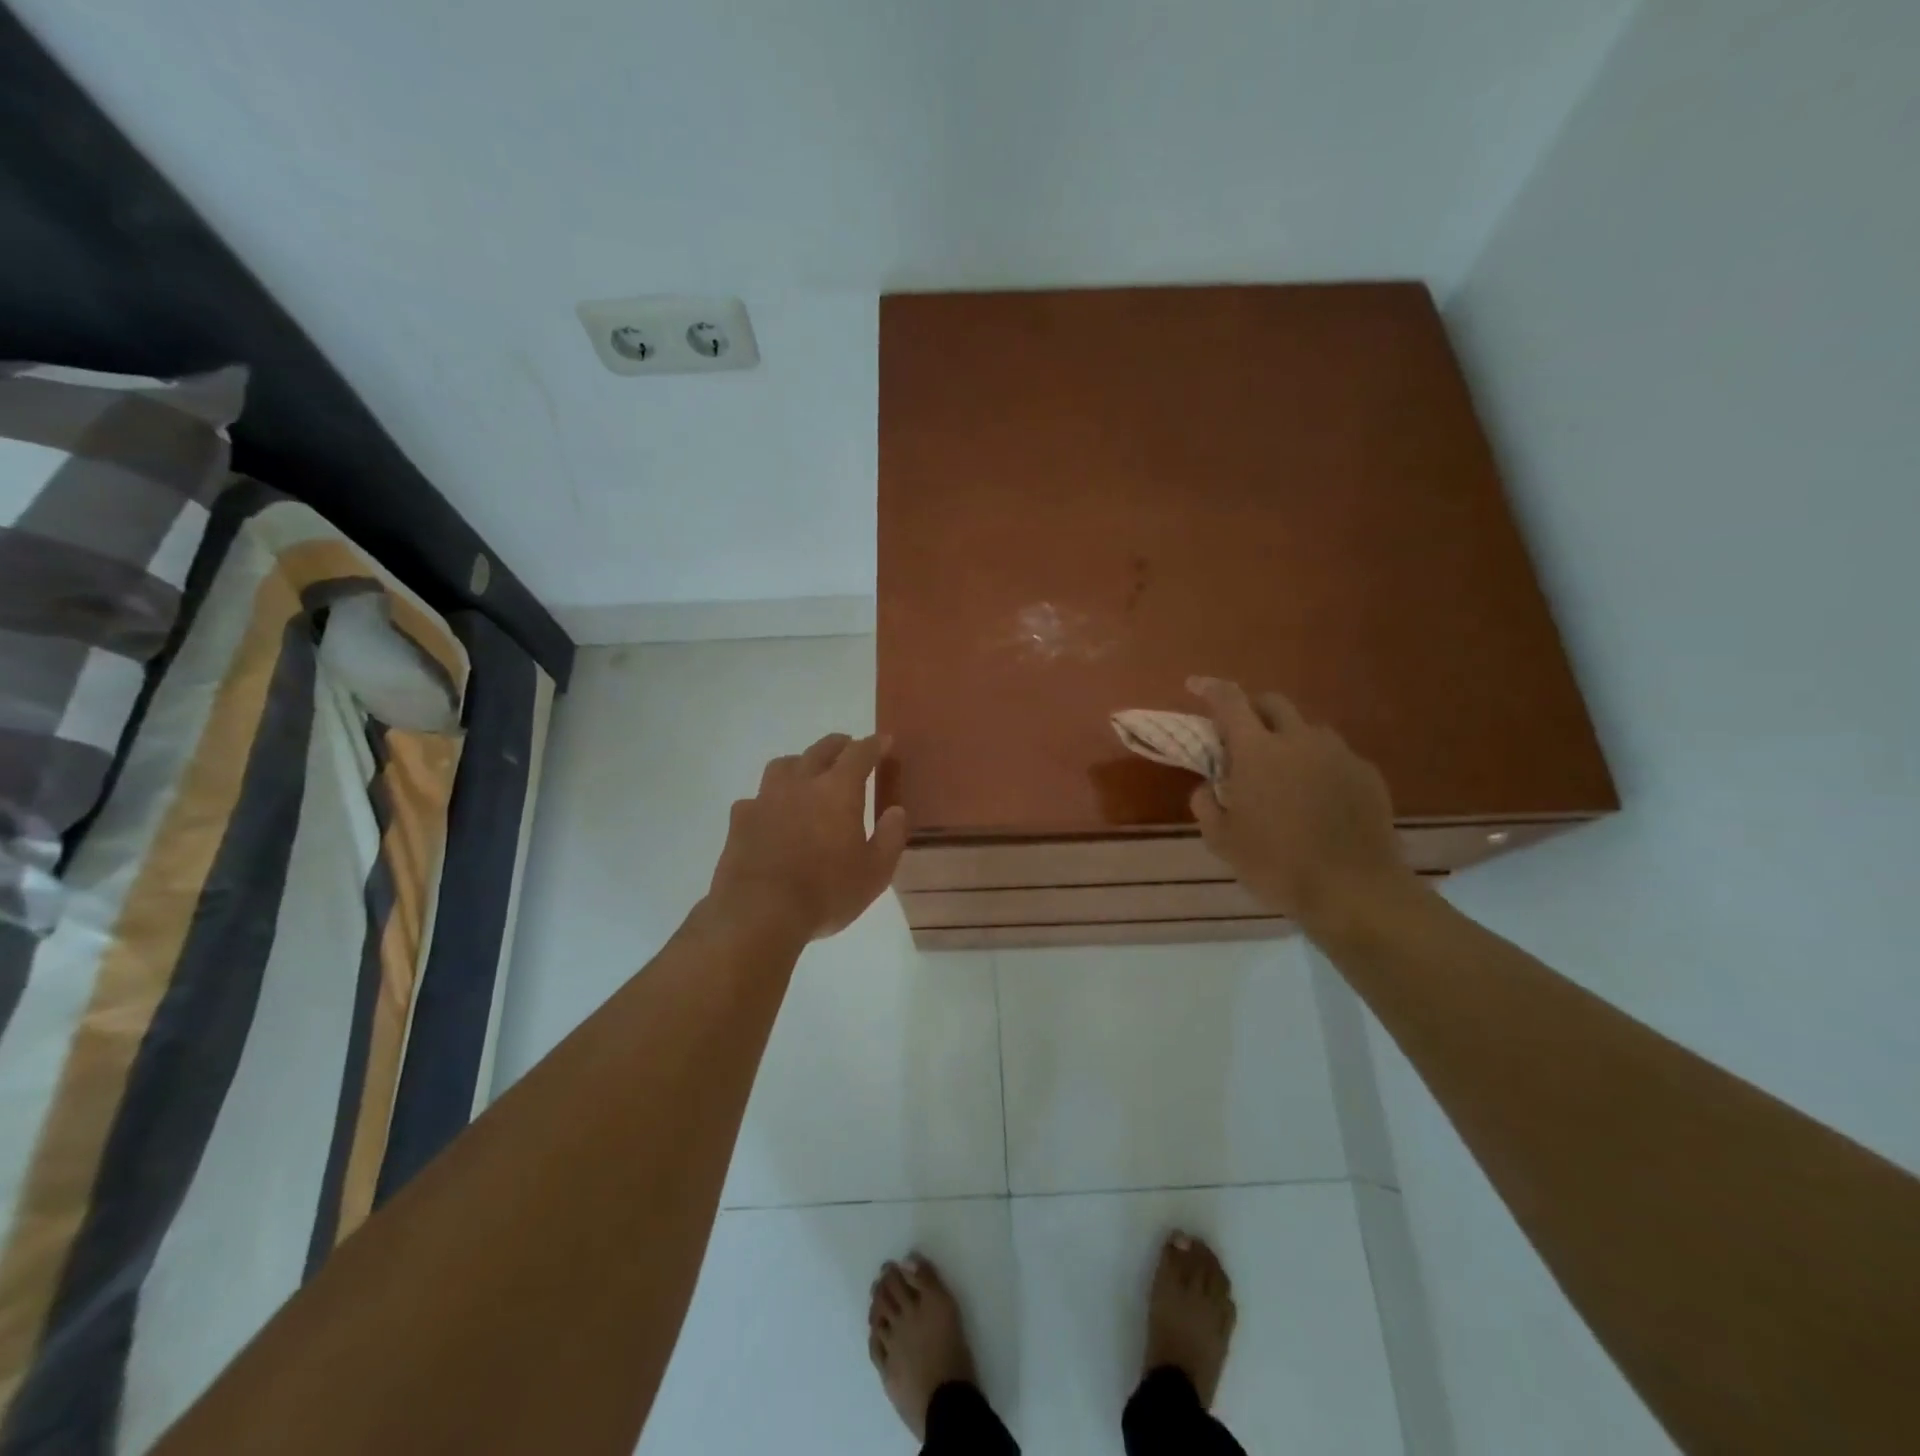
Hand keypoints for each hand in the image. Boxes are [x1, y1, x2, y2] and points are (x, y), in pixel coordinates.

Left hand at [708, 732, 907, 943]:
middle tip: (850, 747)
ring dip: (801, 762)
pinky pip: (757, 797)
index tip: (885, 741)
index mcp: (838, 790)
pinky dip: (770, 798)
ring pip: (784, 765)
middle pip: (821, 750)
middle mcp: (801, 783)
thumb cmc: (825, 893)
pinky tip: (772, 813)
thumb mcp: (875, 873)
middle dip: (839, 745)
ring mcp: (765, 798)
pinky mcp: (740, 819)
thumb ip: (890, 838)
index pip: (860, 753)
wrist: (758, 913)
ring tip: (808, 773)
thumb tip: (895, 811)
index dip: (875, 744)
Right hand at [1186, 678, 1415, 935]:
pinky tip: (1316, 795)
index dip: (1210, 688)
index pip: (1229, 701)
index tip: (1195, 686)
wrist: (1353, 889)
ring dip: (1288, 737)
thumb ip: (1206, 804)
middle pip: (1273, 703)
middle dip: (1252, 709)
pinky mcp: (1366, 774)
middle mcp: (1298, 740)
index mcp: (1257, 751)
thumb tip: (1209, 785)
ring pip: (1308, 728)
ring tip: (1283, 769)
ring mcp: (1338, 754)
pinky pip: (1335, 755)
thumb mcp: (1222, 841)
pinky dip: (1318, 763)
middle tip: (1240, 733)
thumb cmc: (1276, 864)